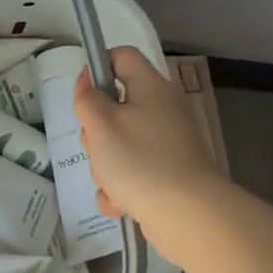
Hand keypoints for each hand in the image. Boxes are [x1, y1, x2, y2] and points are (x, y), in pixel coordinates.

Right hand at [74, 47, 224, 256]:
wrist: (189, 216)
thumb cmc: (141, 161)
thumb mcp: (101, 124)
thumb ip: (88, 99)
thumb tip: (90, 87)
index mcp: (151, 87)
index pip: (121, 56)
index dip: (97, 68)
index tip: (82, 95)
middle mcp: (163, 110)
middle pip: (116, 105)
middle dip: (96, 130)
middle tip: (96, 147)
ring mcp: (168, 144)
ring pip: (120, 143)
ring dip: (105, 165)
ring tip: (111, 183)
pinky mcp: (169, 174)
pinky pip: (133, 171)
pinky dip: (121, 188)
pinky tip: (118, 204)